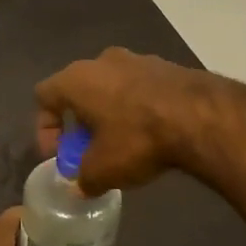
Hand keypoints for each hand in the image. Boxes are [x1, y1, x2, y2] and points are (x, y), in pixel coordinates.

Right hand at [34, 47, 220, 194]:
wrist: (201, 116)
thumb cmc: (138, 138)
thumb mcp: (103, 170)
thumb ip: (83, 178)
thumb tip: (80, 186)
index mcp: (77, 79)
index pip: (44, 96)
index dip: (45, 128)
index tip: (59, 154)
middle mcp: (102, 61)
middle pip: (78, 90)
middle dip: (80, 121)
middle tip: (88, 149)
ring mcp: (137, 59)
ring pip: (111, 87)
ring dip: (109, 113)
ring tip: (122, 143)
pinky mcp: (167, 66)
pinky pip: (139, 88)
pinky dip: (137, 108)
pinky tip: (150, 133)